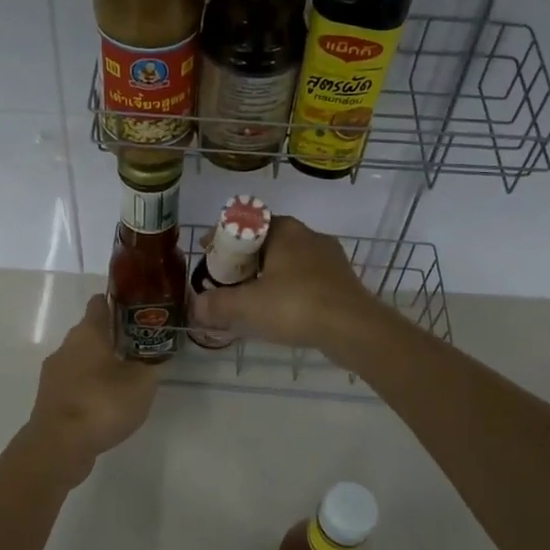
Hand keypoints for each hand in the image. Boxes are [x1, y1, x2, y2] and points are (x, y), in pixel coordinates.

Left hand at [21, 294, 158, 480]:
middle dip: (114, 338)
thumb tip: (154, 355)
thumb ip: (151, 364)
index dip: (119, 302)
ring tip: (127, 378)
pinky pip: (75, 383)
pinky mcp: (50, 399)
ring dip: (101, 364)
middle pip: (91, 332)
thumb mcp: (142, 382)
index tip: (139, 310)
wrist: (59, 446)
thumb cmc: (102, 403)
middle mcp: (66, 346)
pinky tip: (107, 403)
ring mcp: (54, 374)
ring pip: (81, 359)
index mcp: (87, 332)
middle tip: (141, 348)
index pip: (100, 303)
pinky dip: (90, 387)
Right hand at [192, 216, 385, 354]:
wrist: (353, 328)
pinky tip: (279, 310)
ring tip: (249, 296)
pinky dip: (287, 288)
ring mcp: (329, 257)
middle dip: (244, 258)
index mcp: (285, 230)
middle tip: (226, 278)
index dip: (223, 236)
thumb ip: (218, 304)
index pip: (246, 221)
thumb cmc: (296, 305)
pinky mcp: (341, 280)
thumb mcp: (248, 305)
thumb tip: (195, 307)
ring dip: (266, 274)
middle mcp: (308, 235)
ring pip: (287, 260)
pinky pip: (305, 278)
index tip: (208, 252)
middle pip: (266, 241)